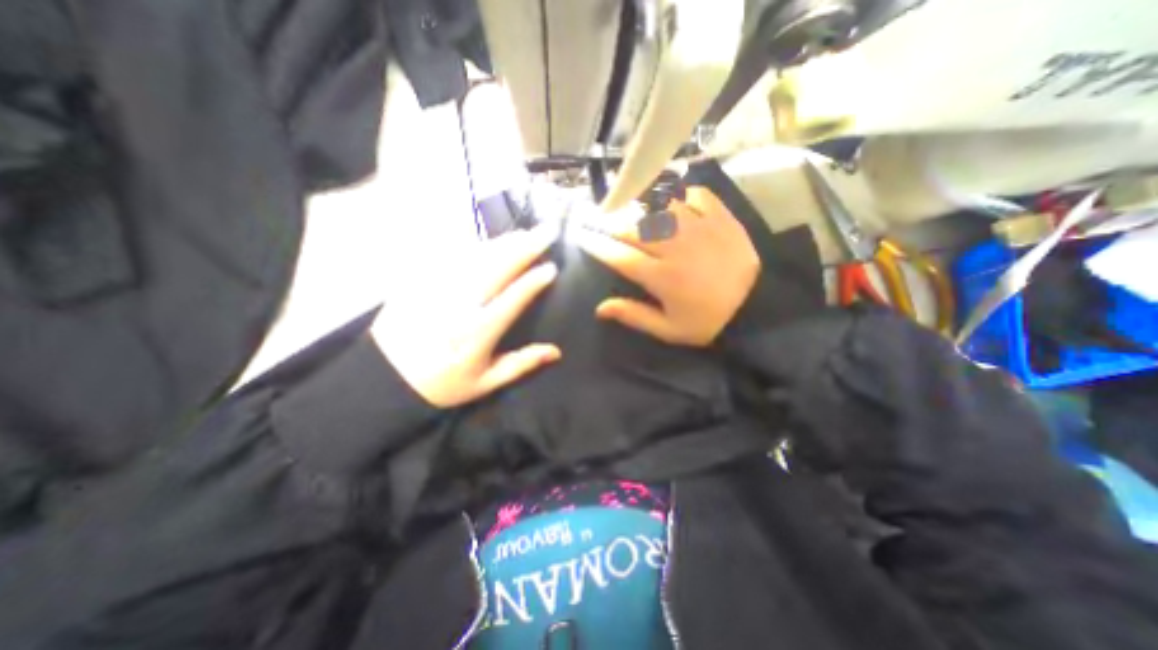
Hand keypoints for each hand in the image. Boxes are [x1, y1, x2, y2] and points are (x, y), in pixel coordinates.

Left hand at [373, 224, 564, 406]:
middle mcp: (460, 304)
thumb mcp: (485, 383)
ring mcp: (438, 288)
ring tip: (523, 233)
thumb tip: (555, 352)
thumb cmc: (442, 383)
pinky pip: (449, 255)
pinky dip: (472, 244)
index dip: (533, 282)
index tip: (552, 268)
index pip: (513, 299)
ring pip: (475, 257)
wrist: (386, 377)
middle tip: (546, 232)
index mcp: (478, 332)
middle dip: (525, 248)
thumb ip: (520, 364)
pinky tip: (486, 239)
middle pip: (497, 268)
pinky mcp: (421, 280)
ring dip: (502, 243)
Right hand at [571, 186, 761, 344]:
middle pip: (635, 227)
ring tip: (628, 203)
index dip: (597, 245)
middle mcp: (676, 248)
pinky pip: (696, 196)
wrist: (758, 307)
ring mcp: (699, 228)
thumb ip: (634, 316)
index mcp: (662, 277)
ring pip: (660, 207)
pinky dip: (681, 194)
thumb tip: (600, 309)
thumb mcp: (669, 330)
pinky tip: (673, 199)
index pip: (620, 256)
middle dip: (611, 222)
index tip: (582, 237)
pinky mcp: (721, 218)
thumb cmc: (708, 321)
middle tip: (599, 217)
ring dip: (640, 204)